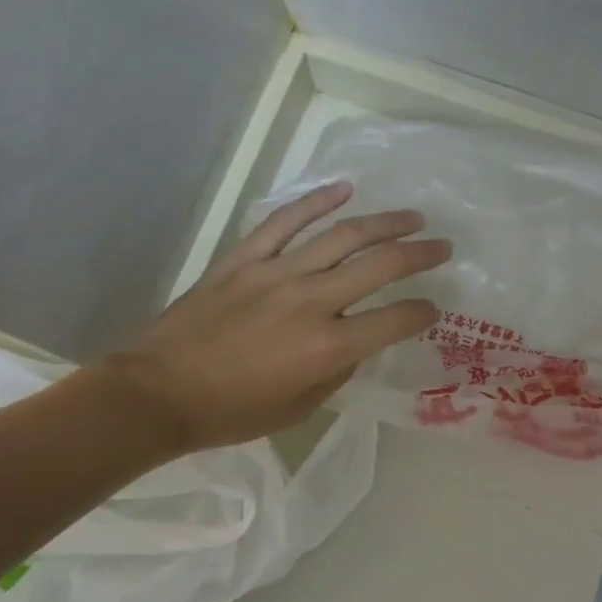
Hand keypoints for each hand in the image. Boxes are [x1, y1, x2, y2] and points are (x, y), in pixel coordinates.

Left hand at [101, 182, 449, 452]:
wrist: (158, 393)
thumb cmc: (232, 412)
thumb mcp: (300, 408)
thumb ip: (337, 371)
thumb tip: (353, 342)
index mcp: (328, 347)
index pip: (395, 320)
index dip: (423, 313)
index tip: (434, 309)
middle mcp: (311, 301)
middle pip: (380, 265)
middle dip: (420, 254)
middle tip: (443, 247)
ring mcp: (276, 273)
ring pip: (341, 235)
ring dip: (384, 222)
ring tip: (412, 217)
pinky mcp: (244, 259)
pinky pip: (285, 221)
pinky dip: (316, 201)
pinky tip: (344, 189)